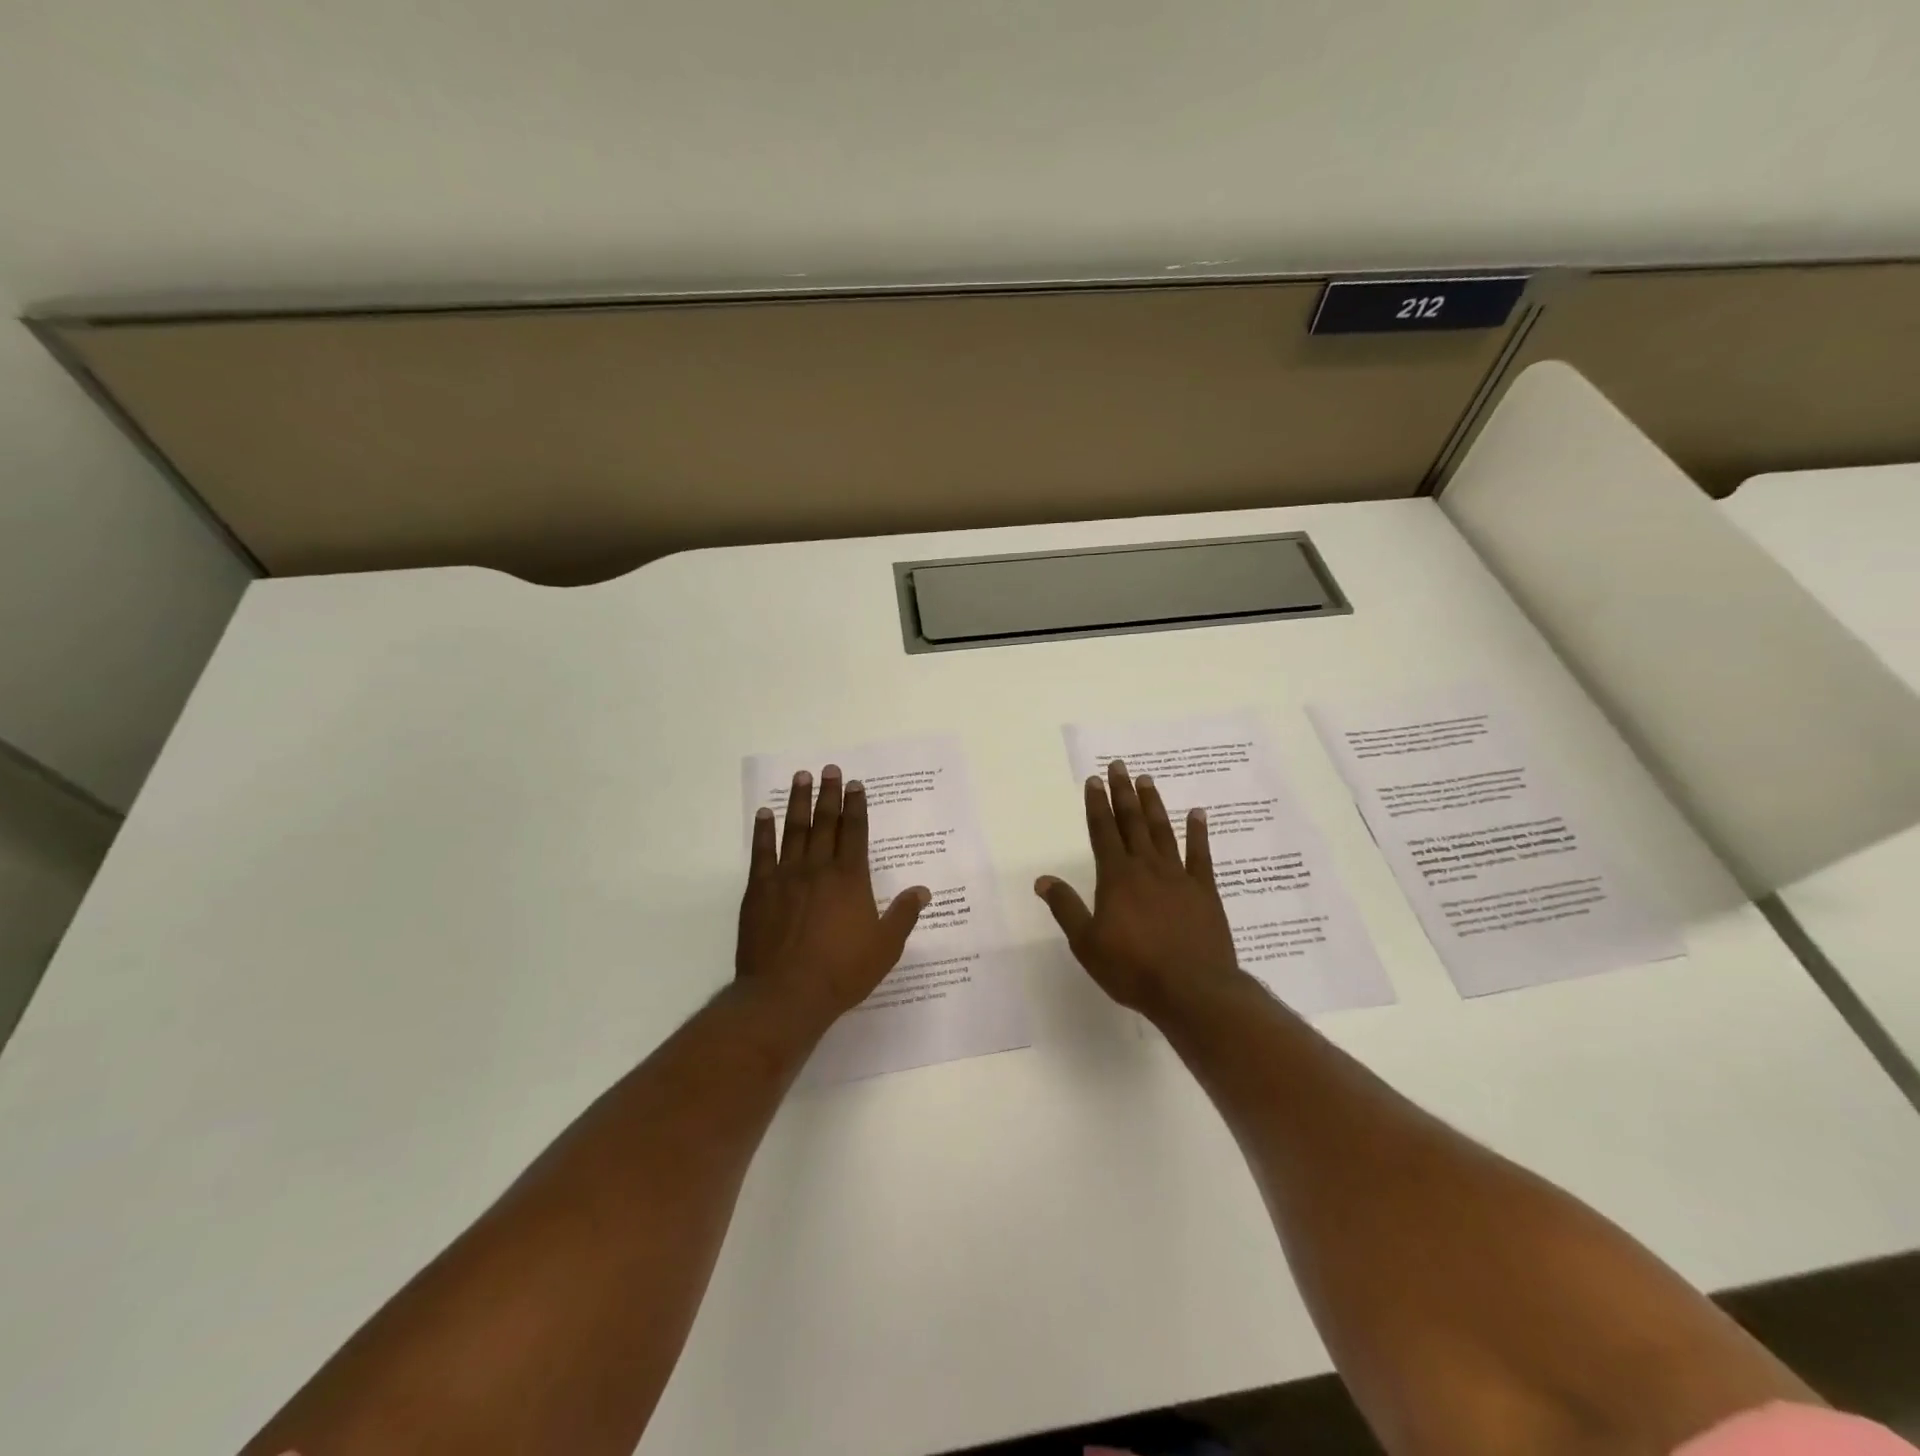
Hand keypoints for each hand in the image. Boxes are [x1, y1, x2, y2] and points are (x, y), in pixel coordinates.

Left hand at [736, 765, 929, 1022]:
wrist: (786, 995)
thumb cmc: (841, 972)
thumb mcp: (885, 947)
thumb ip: (903, 915)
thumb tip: (923, 890)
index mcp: (850, 879)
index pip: (855, 832)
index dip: (857, 806)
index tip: (856, 785)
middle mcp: (819, 868)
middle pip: (825, 822)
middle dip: (829, 794)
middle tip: (830, 769)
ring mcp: (786, 876)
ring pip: (794, 830)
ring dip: (798, 802)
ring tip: (801, 777)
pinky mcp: (759, 890)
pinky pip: (761, 852)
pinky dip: (763, 831)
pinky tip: (764, 814)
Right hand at [1035, 760, 1245, 1017]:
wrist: (1192, 990)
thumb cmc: (1132, 969)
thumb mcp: (1087, 943)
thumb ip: (1066, 908)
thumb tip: (1042, 880)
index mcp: (1116, 878)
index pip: (1102, 832)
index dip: (1096, 805)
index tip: (1094, 780)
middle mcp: (1146, 868)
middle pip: (1131, 823)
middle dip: (1123, 793)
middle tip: (1120, 766)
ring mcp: (1178, 877)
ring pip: (1162, 832)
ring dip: (1153, 805)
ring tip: (1147, 780)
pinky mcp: (1205, 892)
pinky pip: (1201, 855)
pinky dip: (1198, 833)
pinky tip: (1198, 814)